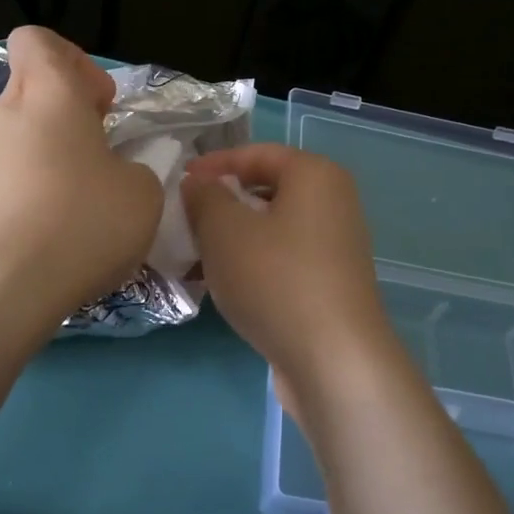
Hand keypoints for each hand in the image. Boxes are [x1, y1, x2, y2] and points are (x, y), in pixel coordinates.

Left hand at [0, 28, 162, 332]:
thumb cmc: (80, 223)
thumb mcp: (142, 193)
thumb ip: (135, 169)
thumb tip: (116, 174)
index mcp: (47, 94)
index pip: (39, 41)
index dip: (73, 61)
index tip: (99, 105)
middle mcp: (2, 114)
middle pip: (30, 89)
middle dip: (66, 113)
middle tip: (99, 155)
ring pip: (17, 137)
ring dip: (49, 156)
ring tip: (79, 205)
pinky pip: (4, 178)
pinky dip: (28, 192)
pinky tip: (52, 234)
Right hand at [182, 144, 403, 413]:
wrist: (334, 360)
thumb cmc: (276, 278)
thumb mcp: (224, 229)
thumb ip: (204, 197)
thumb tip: (199, 185)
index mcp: (315, 175)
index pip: (258, 153)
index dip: (215, 164)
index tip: (178, 181)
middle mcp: (333, 204)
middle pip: (267, 191)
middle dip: (222, 203)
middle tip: (183, 220)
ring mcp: (335, 247)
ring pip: (272, 229)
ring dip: (232, 238)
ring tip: (193, 256)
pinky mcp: (330, 285)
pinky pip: (282, 261)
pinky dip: (251, 265)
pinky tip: (221, 286)